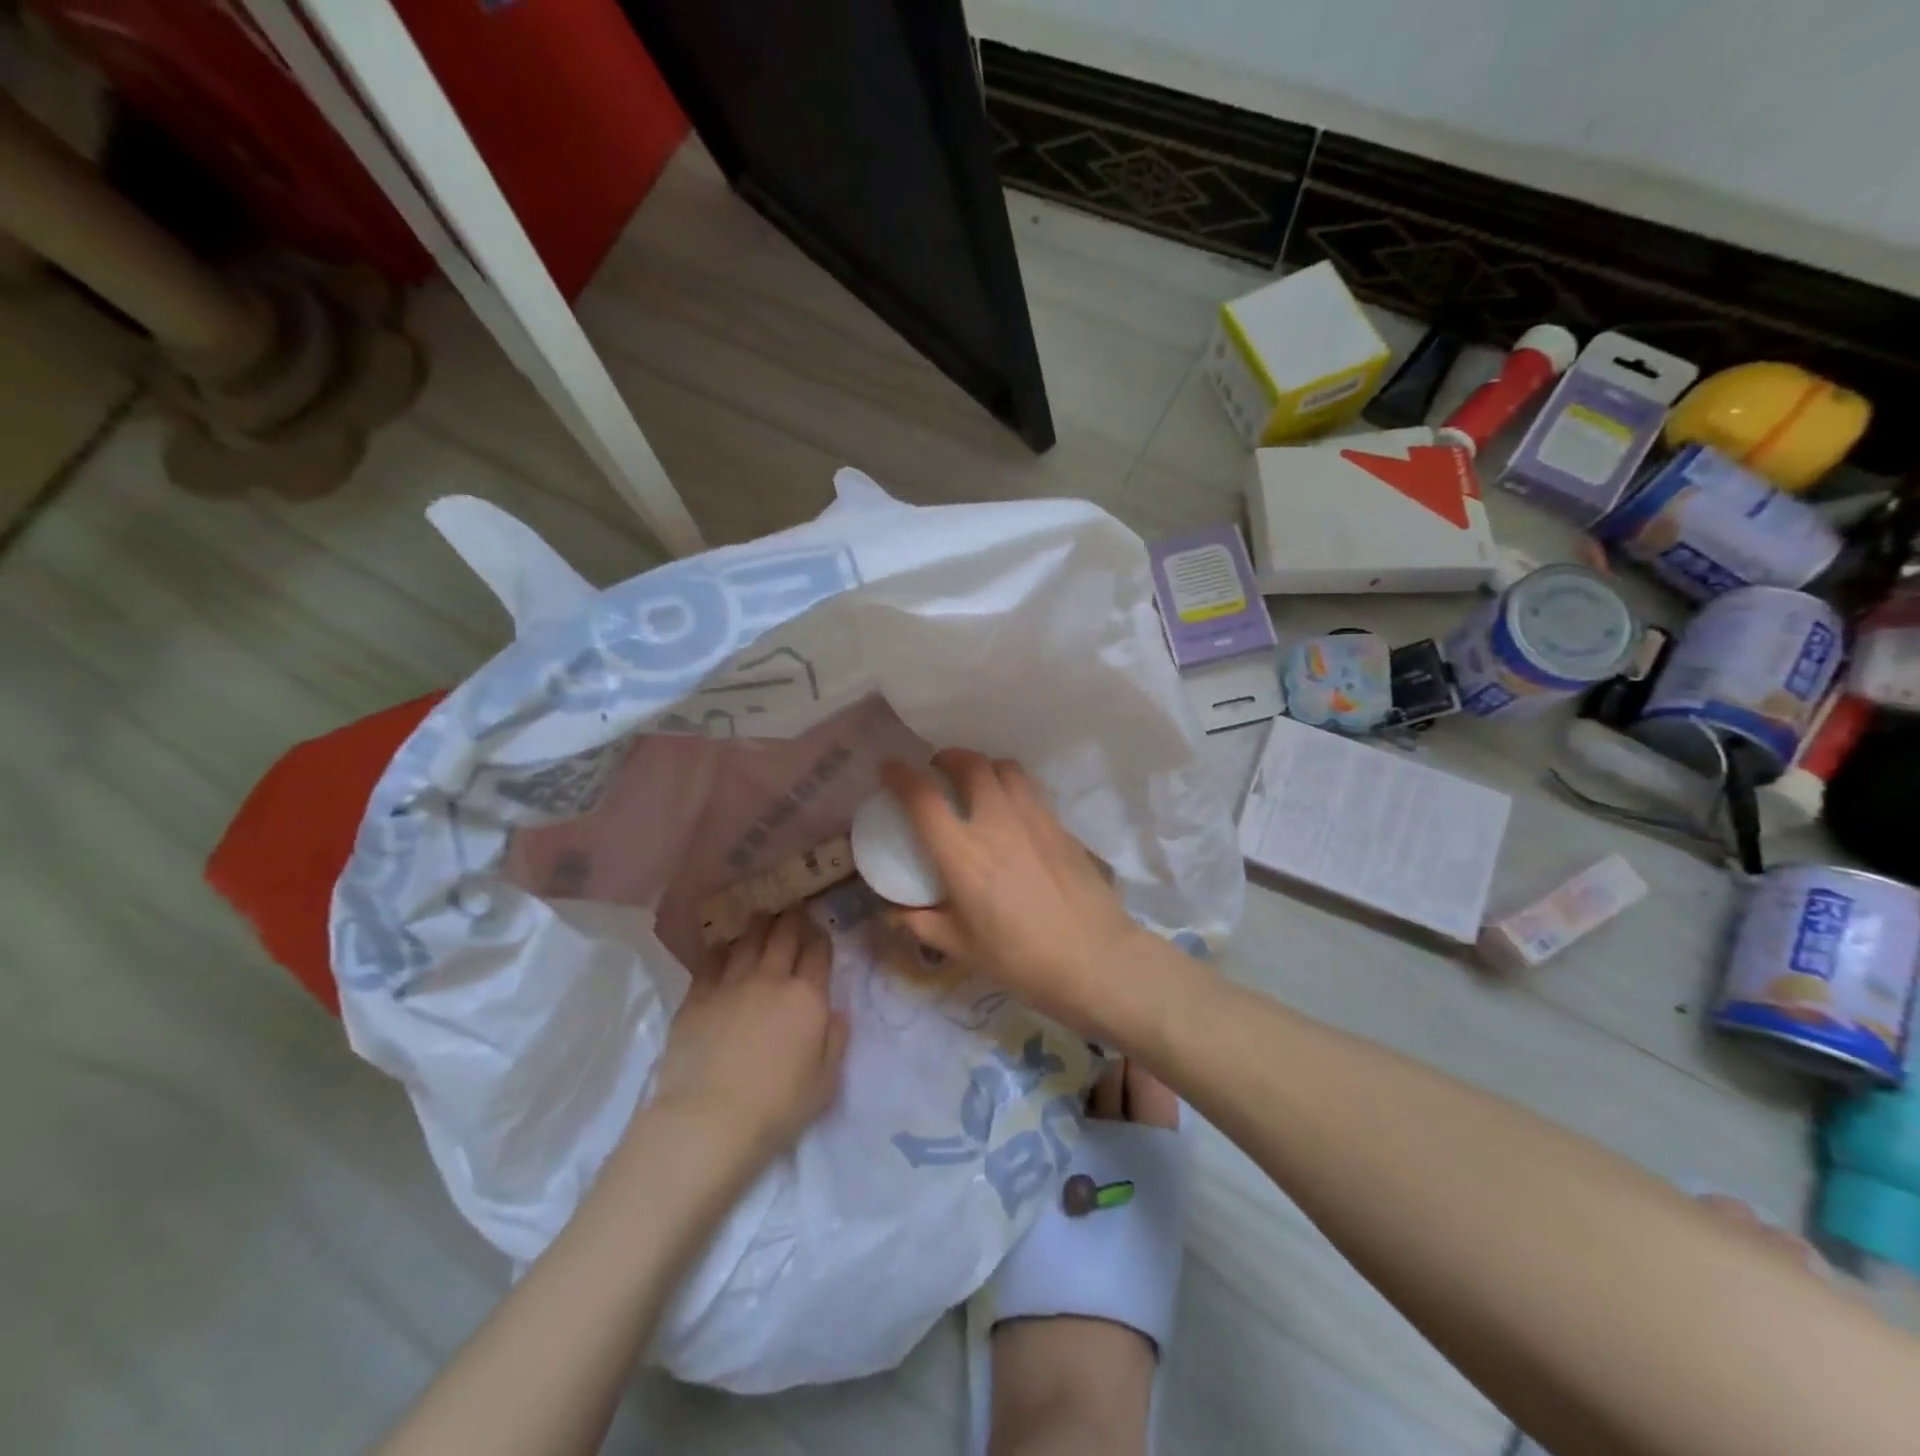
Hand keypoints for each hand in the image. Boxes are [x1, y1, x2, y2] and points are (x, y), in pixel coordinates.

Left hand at [648, 907, 848, 1166]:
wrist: (709, 1120)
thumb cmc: (776, 1108)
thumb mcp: (825, 1082)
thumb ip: (835, 1041)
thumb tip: (837, 1012)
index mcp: (807, 998)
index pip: (819, 953)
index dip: (820, 937)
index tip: (819, 931)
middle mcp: (771, 980)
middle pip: (784, 935)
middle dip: (792, 918)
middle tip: (793, 908)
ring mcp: (731, 984)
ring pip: (748, 940)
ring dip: (759, 925)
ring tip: (762, 916)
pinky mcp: (697, 997)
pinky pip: (711, 961)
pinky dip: (721, 949)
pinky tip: (723, 946)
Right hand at [878, 750, 1146, 1034]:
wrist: (1095, 958)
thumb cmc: (1021, 959)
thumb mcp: (962, 948)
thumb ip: (922, 924)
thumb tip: (892, 915)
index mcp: (962, 853)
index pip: (923, 797)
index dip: (900, 775)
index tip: (889, 768)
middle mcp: (996, 822)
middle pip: (970, 764)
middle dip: (948, 758)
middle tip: (938, 772)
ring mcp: (1033, 818)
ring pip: (1005, 767)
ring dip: (983, 766)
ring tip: (977, 784)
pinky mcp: (1060, 825)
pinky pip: (1030, 788)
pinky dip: (1011, 786)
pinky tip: (1012, 812)